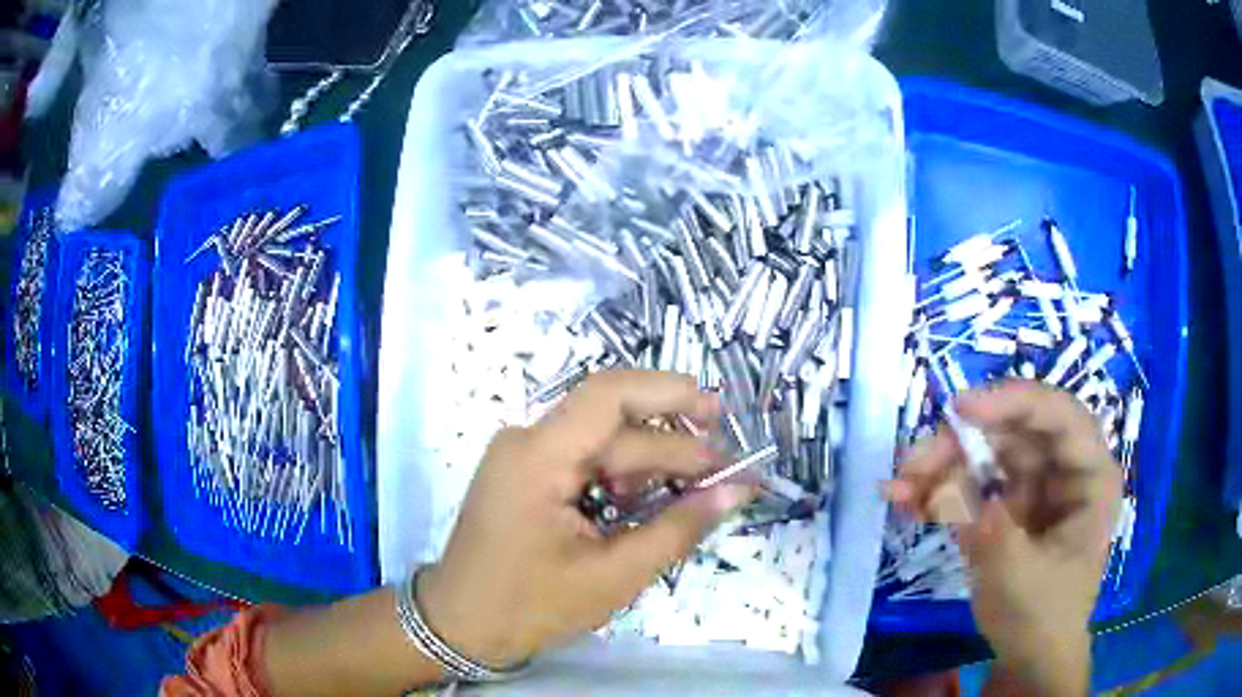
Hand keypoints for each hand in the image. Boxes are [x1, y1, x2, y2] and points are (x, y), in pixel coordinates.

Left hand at [417, 370, 753, 667]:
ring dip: (649, 460)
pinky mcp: (524, 473)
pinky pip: (582, 458)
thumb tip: (736, 491)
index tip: (721, 419)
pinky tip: (645, 501)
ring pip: (600, 439)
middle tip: (722, 472)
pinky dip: (620, 475)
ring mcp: (521, 455)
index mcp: (537, 457)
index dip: (671, 395)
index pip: (610, 395)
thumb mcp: (614, 576)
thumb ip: (678, 529)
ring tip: (691, 492)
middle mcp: (526, 441)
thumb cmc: (530, 607)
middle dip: (672, 443)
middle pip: (611, 422)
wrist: (461, 626)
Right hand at [887, 380, 1120, 694]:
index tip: (960, 410)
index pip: (1059, 416)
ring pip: (986, 455)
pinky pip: (972, 486)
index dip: (1013, 402)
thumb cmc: (1042, 618)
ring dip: (941, 467)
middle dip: (961, 444)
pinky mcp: (1005, 507)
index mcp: (1088, 475)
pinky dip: (940, 492)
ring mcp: (1033, 487)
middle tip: (912, 463)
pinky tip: (907, 502)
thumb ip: (986, 528)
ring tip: (898, 487)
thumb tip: (946, 484)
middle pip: (1013, 433)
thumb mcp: (1017, 577)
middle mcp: (1062, 470)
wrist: (1029, 659)